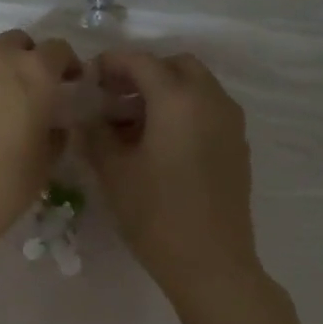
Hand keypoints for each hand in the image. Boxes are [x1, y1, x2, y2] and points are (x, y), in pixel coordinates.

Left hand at [0, 29, 79, 256]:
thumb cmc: (2, 186)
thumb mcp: (44, 164)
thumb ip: (55, 134)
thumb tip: (52, 124)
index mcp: (35, 72)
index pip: (59, 50)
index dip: (67, 65)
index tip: (70, 83)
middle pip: (18, 43)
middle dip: (29, 59)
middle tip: (33, 89)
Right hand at [80, 50, 261, 306]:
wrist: (210, 261)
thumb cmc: (155, 214)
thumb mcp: (113, 172)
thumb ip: (95, 134)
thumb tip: (86, 116)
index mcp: (178, 99)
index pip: (141, 62)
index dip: (111, 63)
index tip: (88, 78)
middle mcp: (211, 100)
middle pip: (175, 66)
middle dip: (142, 74)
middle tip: (111, 99)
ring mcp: (229, 122)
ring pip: (195, 87)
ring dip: (163, 92)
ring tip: (130, 125)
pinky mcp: (236, 145)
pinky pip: (207, 110)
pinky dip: (181, 111)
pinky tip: (157, 144)